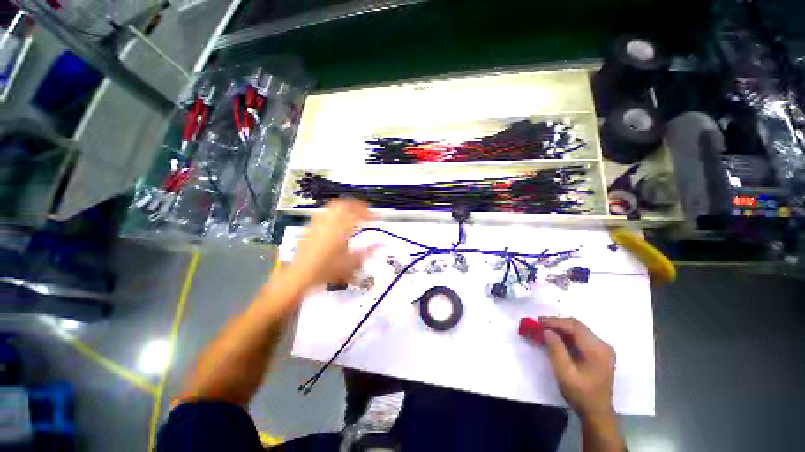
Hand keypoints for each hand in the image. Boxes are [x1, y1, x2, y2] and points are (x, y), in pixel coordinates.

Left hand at [288, 199, 376, 289]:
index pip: (358, 214)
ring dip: (345, 206)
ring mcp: (318, 223)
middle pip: (344, 204)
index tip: (377, 216)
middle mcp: (329, 223)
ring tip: (352, 212)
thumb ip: (368, 252)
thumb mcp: (351, 263)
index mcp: (340, 230)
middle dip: (357, 205)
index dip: (370, 213)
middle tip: (365, 210)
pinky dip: (334, 212)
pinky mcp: (311, 227)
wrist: (300, 275)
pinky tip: (336, 220)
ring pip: (333, 206)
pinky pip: (324, 213)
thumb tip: (381, 244)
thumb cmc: (326, 270)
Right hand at [539, 316, 615, 420]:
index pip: (575, 327)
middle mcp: (603, 345)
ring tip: (544, 330)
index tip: (538, 322)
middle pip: (577, 326)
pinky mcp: (599, 352)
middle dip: (557, 323)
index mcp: (597, 350)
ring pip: (578, 330)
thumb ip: (555, 349)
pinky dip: (566, 335)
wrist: (597, 412)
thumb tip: (546, 331)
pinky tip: (556, 338)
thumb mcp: (564, 373)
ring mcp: (603, 348)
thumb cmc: (580, 394)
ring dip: (561, 328)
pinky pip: (581, 336)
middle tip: (539, 325)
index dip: (555, 322)